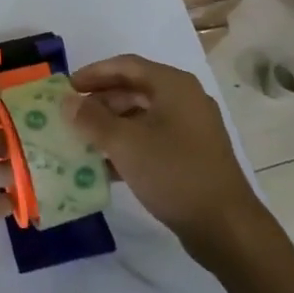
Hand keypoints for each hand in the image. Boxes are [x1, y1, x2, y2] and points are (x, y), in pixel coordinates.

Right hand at [66, 54, 267, 263]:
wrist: (226, 227)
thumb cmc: (173, 172)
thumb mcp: (125, 143)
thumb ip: (92, 118)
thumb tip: (68, 102)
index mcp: (173, 85)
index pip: (125, 65)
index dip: (93, 73)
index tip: (67, 87)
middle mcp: (185, 99)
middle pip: (134, 89)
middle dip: (101, 101)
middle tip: (72, 115)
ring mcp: (192, 128)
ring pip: (143, 115)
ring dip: (112, 124)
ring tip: (84, 139)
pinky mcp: (193, 155)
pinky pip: (153, 138)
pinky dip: (129, 144)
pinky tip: (106, 164)